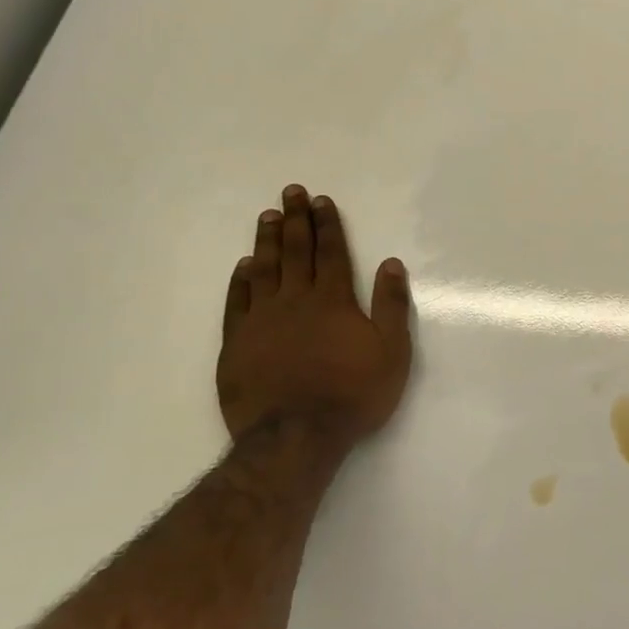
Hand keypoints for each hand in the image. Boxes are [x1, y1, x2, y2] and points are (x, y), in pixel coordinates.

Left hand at [216, 186, 413, 443]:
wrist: (296, 437)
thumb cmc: (353, 394)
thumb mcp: (392, 352)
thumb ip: (391, 305)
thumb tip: (391, 263)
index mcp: (333, 301)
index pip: (330, 252)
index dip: (327, 224)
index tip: (321, 200)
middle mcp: (295, 301)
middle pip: (295, 252)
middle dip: (296, 220)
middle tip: (290, 192)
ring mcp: (261, 320)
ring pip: (264, 270)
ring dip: (267, 241)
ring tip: (267, 217)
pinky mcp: (237, 343)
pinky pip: (237, 302)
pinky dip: (241, 280)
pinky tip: (244, 266)